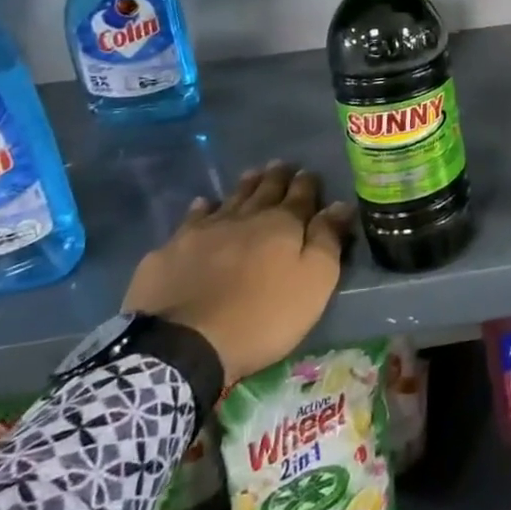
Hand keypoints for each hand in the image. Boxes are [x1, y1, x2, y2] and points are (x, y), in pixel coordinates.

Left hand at [123, 162, 352, 384]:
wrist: (183, 345)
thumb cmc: (262, 316)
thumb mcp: (313, 282)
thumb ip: (327, 240)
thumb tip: (341, 204)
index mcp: (281, 225)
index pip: (300, 195)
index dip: (307, 183)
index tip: (310, 172)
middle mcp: (243, 218)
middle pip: (264, 190)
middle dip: (276, 177)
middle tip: (281, 164)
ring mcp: (202, 232)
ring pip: (229, 199)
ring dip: (243, 186)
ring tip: (251, 174)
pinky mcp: (170, 251)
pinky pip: (191, 220)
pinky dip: (201, 209)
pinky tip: (203, 205)